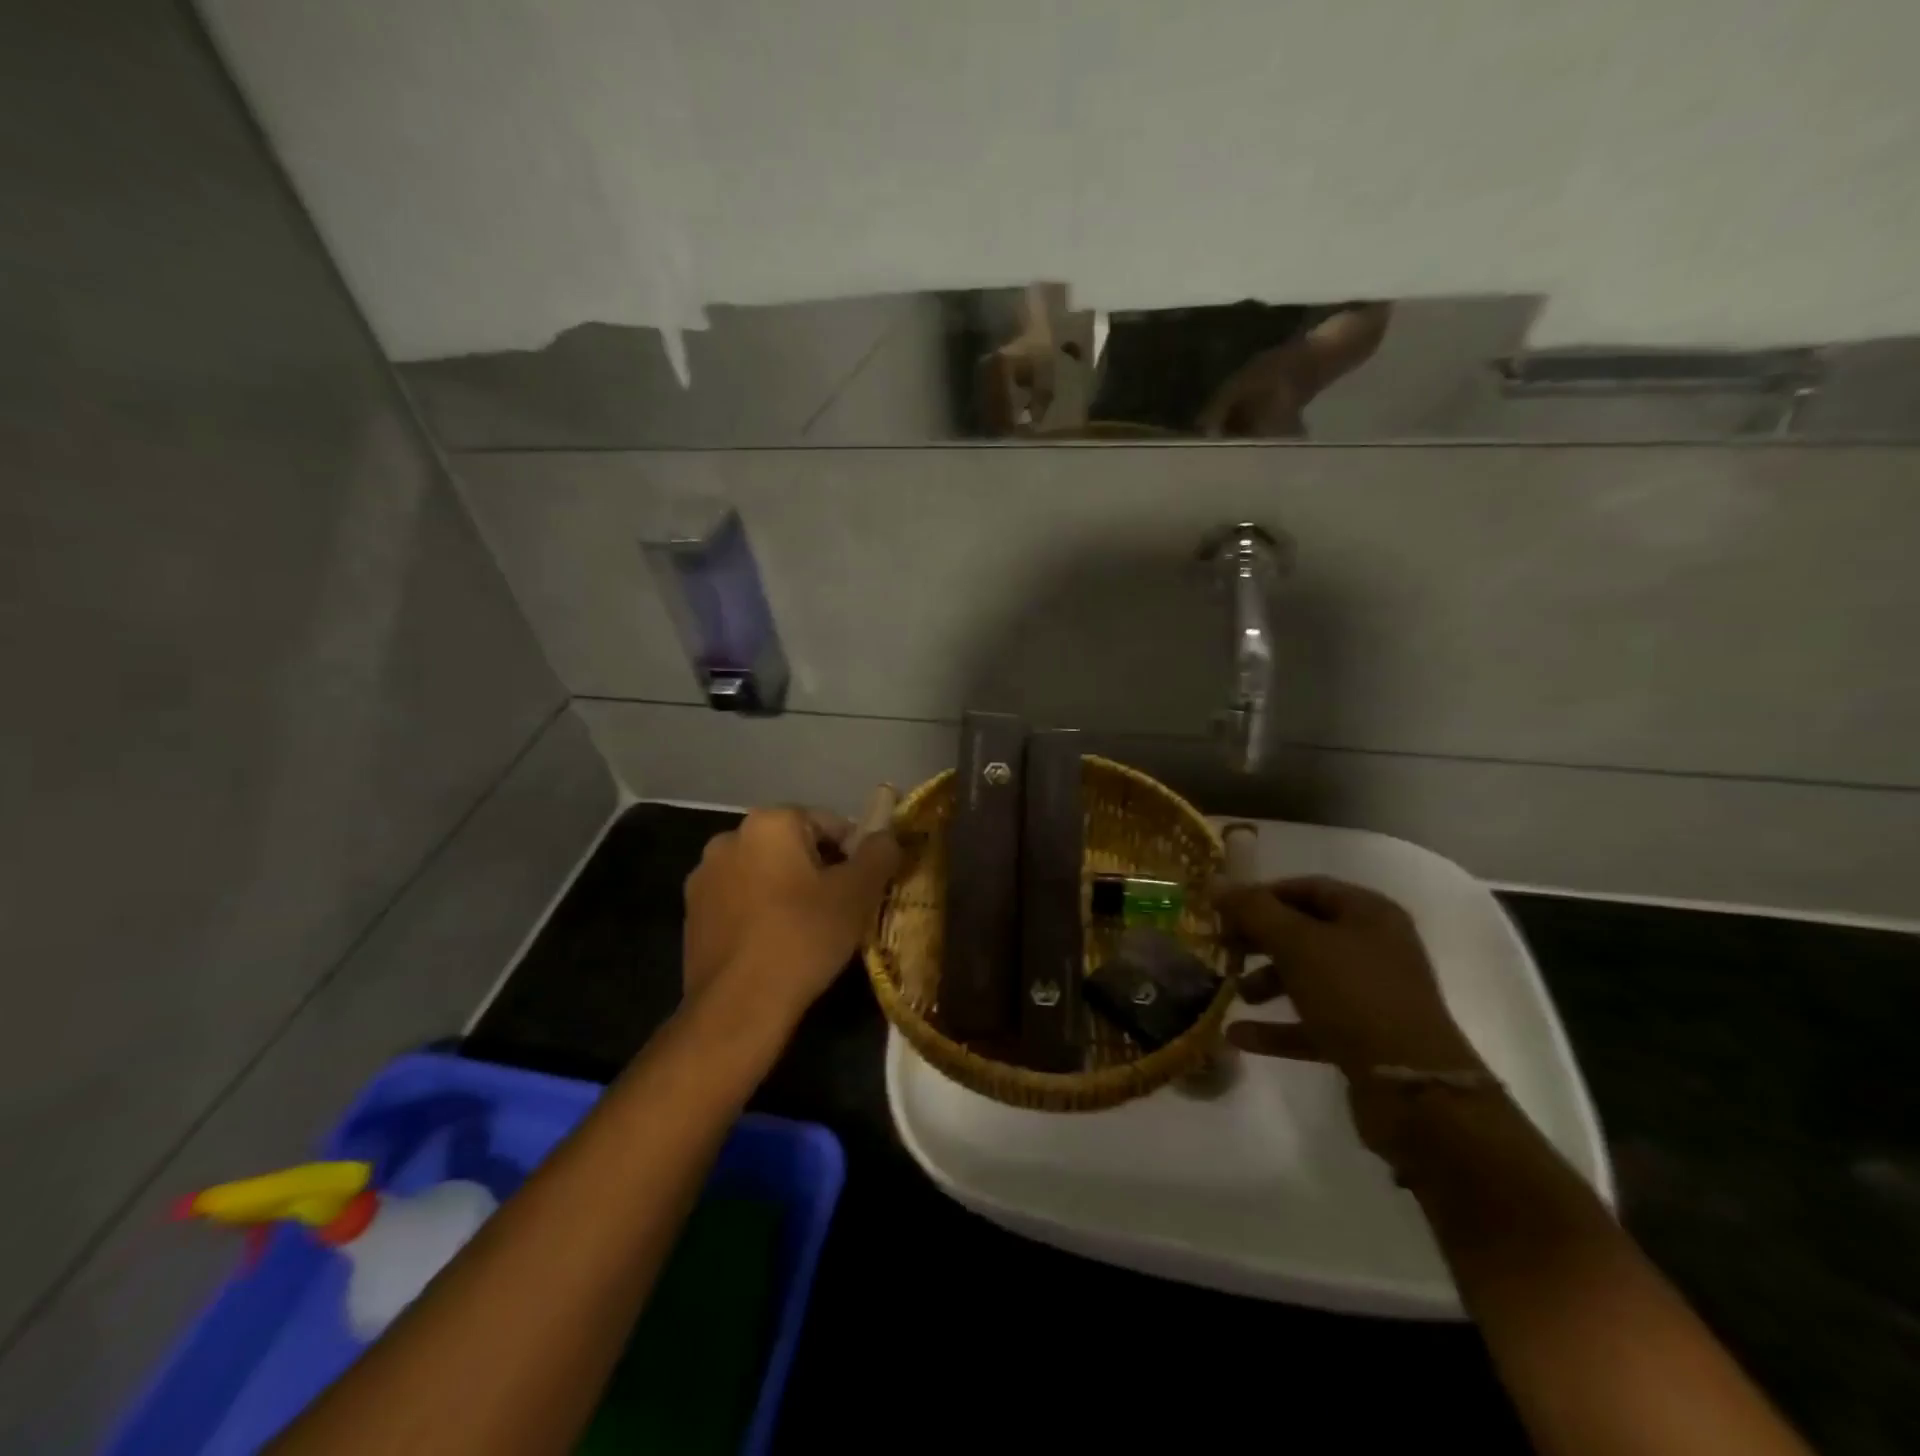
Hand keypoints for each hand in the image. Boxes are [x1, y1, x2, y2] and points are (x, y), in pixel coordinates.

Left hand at [682, 806, 900, 1026]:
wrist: (738, 1007)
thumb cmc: (803, 938)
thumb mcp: (858, 893)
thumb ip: (879, 853)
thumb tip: (887, 837)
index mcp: (769, 822)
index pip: (829, 823)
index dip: (855, 854)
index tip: (864, 888)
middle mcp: (730, 838)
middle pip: (794, 845)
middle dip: (820, 870)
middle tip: (841, 909)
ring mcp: (704, 877)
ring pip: (765, 873)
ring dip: (788, 890)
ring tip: (808, 930)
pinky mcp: (692, 914)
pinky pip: (740, 900)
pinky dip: (761, 912)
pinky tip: (775, 944)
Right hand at [1215, 876, 1487, 1158]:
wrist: (1414, 1090)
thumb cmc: (1354, 997)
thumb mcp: (1297, 944)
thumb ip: (1253, 910)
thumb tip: (1216, 882)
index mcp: (1368, 914)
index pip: (1307, 888)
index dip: (1262, 895)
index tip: (1223, 910)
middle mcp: (1374, 948)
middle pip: (1304, 932)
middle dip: (1260, 940)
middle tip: (1223, 949)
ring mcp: (1371, 995)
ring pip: (1307, 977)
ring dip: (1266, 982)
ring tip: (1233, 994)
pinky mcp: (1364, 1038)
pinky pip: (1311, 1022)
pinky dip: (1276, 1026)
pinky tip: (1238, 1036)